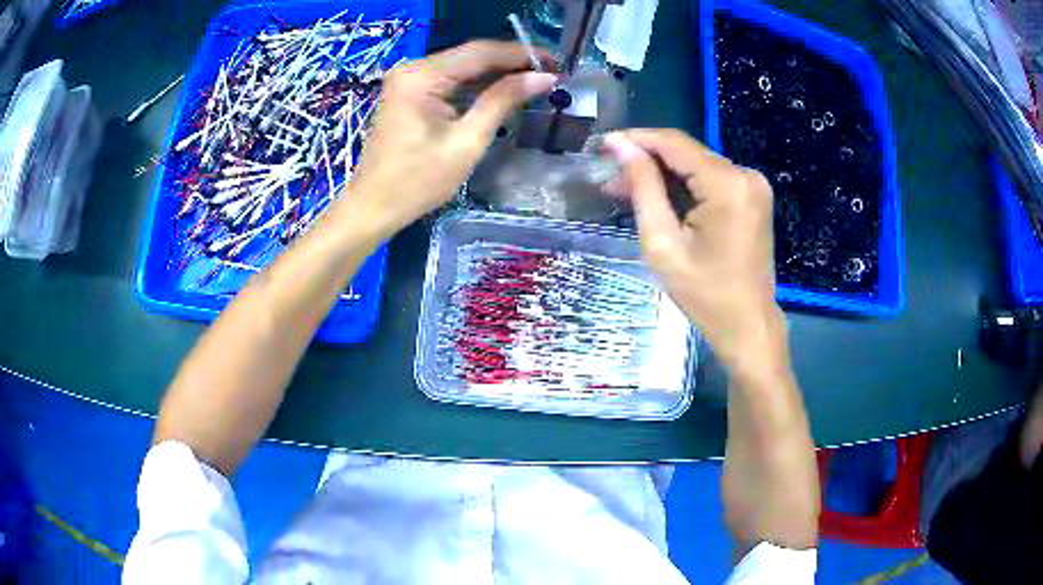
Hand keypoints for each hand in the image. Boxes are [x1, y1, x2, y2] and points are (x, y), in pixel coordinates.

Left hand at [344, 41, 557, 237]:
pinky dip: (477, 85)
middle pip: (471, 56)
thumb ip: (503, 101)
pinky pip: (450, 81)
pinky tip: (503, 90)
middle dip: (511, 62)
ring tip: (536, 80)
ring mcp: (408, 80)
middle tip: (551, 71)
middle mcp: (412, 69)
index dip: (521, 53)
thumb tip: (543, 77)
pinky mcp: (409, 93)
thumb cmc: (418, 181)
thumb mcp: (466, 142)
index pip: (480, 52)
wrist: (373, 207)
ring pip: (462, 67)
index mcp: (421, 76)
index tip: (556, 61)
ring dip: (497, 73)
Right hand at [605, 129, 782, 367]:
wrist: (748, 324)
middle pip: (687, 154)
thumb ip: (643, 188)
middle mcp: (745, 175)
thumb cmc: (704, 294)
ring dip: (663, 176)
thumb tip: (620, 145)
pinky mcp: (752, 198)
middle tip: (610, 178)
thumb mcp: (663, 243)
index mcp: (727, 184)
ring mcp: (753, 186)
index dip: (636, 139)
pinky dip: (684, 187)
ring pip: (697, 166)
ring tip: (626, 191)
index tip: (603, 145)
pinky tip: (659, 200)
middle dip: (647, 162)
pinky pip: (711, 181)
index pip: (675, 143)